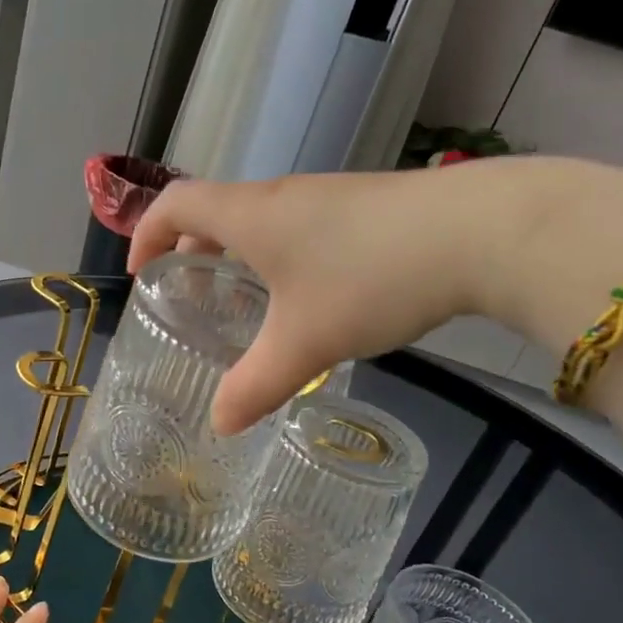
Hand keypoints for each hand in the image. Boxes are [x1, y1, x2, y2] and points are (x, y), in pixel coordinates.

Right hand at [130, 167, 500, 433]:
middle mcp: (283, 198)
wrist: (481, 231)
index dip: (147, 234)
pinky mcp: (365, 208)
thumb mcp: (305, 343)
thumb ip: (255, 386)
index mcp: (252, 216)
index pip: (176, 204)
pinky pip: (300, 228)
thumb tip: (221, 425)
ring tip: (247, 305)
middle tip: (192, 299)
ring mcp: (328, 198)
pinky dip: (280, 258)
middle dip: (192, 253)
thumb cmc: (370, 279)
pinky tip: (309, 299)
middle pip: (216, 211)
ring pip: (262, 222)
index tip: (141, 274)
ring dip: (240, 257)